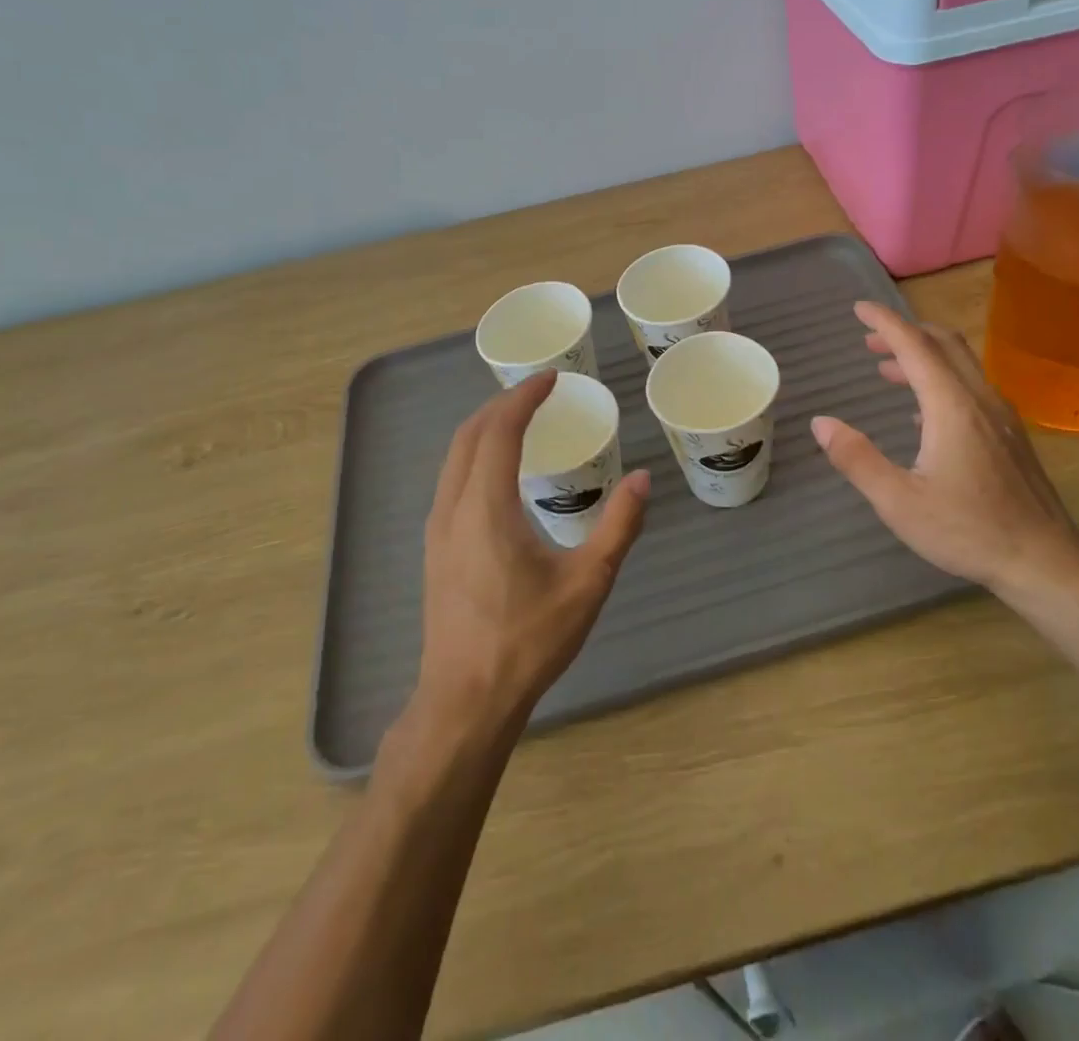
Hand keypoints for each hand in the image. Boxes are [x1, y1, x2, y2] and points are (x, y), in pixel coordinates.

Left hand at [414, 371, 649, 731]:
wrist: (465, 700)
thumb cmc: (529, 640)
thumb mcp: (588, 582)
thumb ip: (619, 526)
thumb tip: (643, 479)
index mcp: (486, 508)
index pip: (499, 430)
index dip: (524, 397)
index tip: (551, 379)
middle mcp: (452, 509)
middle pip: (469, 435)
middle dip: (502, 405)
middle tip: (539, 393)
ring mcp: (437, 530)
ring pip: (454, 458)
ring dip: (485, 429)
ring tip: (520, 421)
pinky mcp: (435, 549)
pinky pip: (451, 480)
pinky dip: (474, 455)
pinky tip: (500, 473)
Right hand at [810, 301, 1078, 602]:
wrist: (1043, 559)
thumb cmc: (967, 530)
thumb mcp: (898, 501)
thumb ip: (856, 458)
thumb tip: (821, 423)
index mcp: (950, 406)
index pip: (914, 346)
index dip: (885, 322)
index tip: (859, 308)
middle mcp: (979, 399)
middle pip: (943, 344)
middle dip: (904, 333)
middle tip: (870, 339)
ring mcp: (1000, 415)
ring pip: (961, 364)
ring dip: (923, 356)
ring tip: (888, 369)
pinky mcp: (1010, 434)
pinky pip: (972, 387)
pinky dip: (942, 379)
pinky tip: (924, 412)